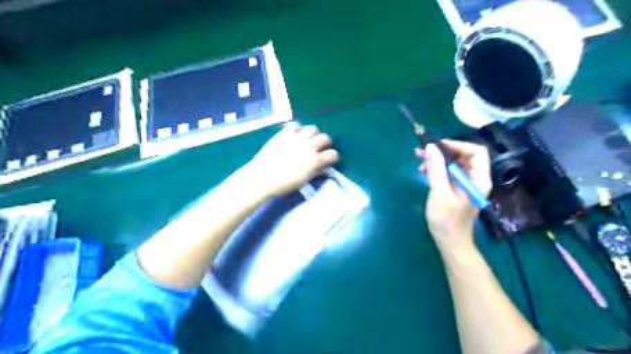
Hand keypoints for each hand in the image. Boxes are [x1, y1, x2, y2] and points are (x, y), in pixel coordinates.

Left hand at [245, 123, 337, 195]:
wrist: (263, 177)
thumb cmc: (284, 184)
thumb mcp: (303, 181)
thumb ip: (316, 172)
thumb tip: (325, 168)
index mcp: (315, 160)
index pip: (333, 154)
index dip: (333, 156)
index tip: (330, 159)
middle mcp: (309, 146)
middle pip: (325, 138)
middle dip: (326, 143)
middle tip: (320, 148)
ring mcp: (297, 138)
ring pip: (312, 128)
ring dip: (313, 133)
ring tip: (308, 139)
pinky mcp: (285, 134)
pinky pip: (295, 125)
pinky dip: (298, 129)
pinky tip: (295, 135)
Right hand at [418, 140, 492, 252]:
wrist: (449, 241)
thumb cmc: (446, 219)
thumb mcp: (439, 192)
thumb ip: (436, 169)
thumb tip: (430, 147)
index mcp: (478, 179)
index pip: (476, 151)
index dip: (457, 145)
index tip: (437, 146)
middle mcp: (475, 178)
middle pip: (464, 155)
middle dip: (443, 151)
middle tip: (423, 151)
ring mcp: (466, 183)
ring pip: (454, 163)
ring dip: (438, 159)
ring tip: (420, 161)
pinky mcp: (457, 188)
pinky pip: (449, 172)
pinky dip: (437, 168)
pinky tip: (424, 171)